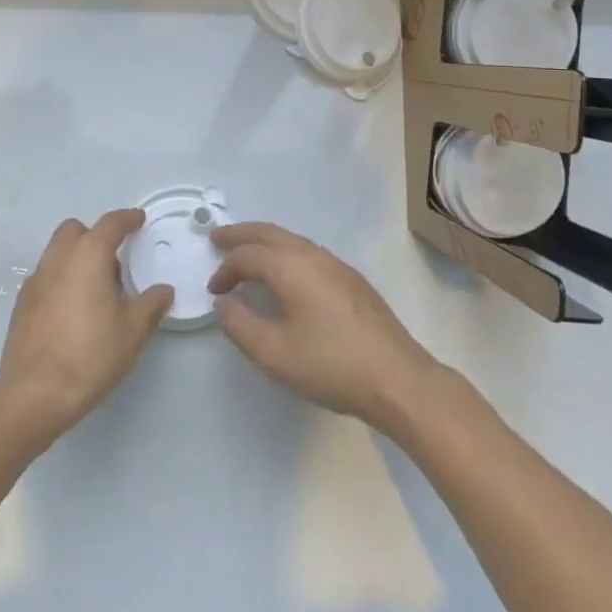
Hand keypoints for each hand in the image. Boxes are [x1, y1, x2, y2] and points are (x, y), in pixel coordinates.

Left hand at [0, 209, 173, 439]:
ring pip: (57, 252)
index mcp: (88, 256)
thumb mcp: (132, 332)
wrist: (34, 394)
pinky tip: (73, 309)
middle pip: (76, 230)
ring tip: (97, 289)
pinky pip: (46, 276)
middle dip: (95, 235)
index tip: (139, 220)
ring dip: (77, 257)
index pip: (110, 224)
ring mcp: (35, 280)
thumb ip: (151, 305)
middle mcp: (58, 259)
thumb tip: (164, 290)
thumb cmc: (90, 356)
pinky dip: (62, 278)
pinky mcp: (22, 303)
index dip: (127, 219)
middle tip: (115, 261)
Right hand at [207, 222, 443, 431]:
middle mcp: (313, 255)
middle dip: (241, 234)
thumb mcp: (275, 354)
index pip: (248, 255)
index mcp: (291, 267)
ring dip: (264, 241)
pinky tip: (285, 273)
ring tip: (247, 252)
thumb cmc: (331, 365)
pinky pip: (307, 251)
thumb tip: (224, 303)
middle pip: (270, 233)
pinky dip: (285, 252)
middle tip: (217, 238)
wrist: (397, 378)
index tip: (214, 291)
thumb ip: (241, 325)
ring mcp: (336, 264)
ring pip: (291, 239)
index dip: (226, 270)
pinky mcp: (351, 279)